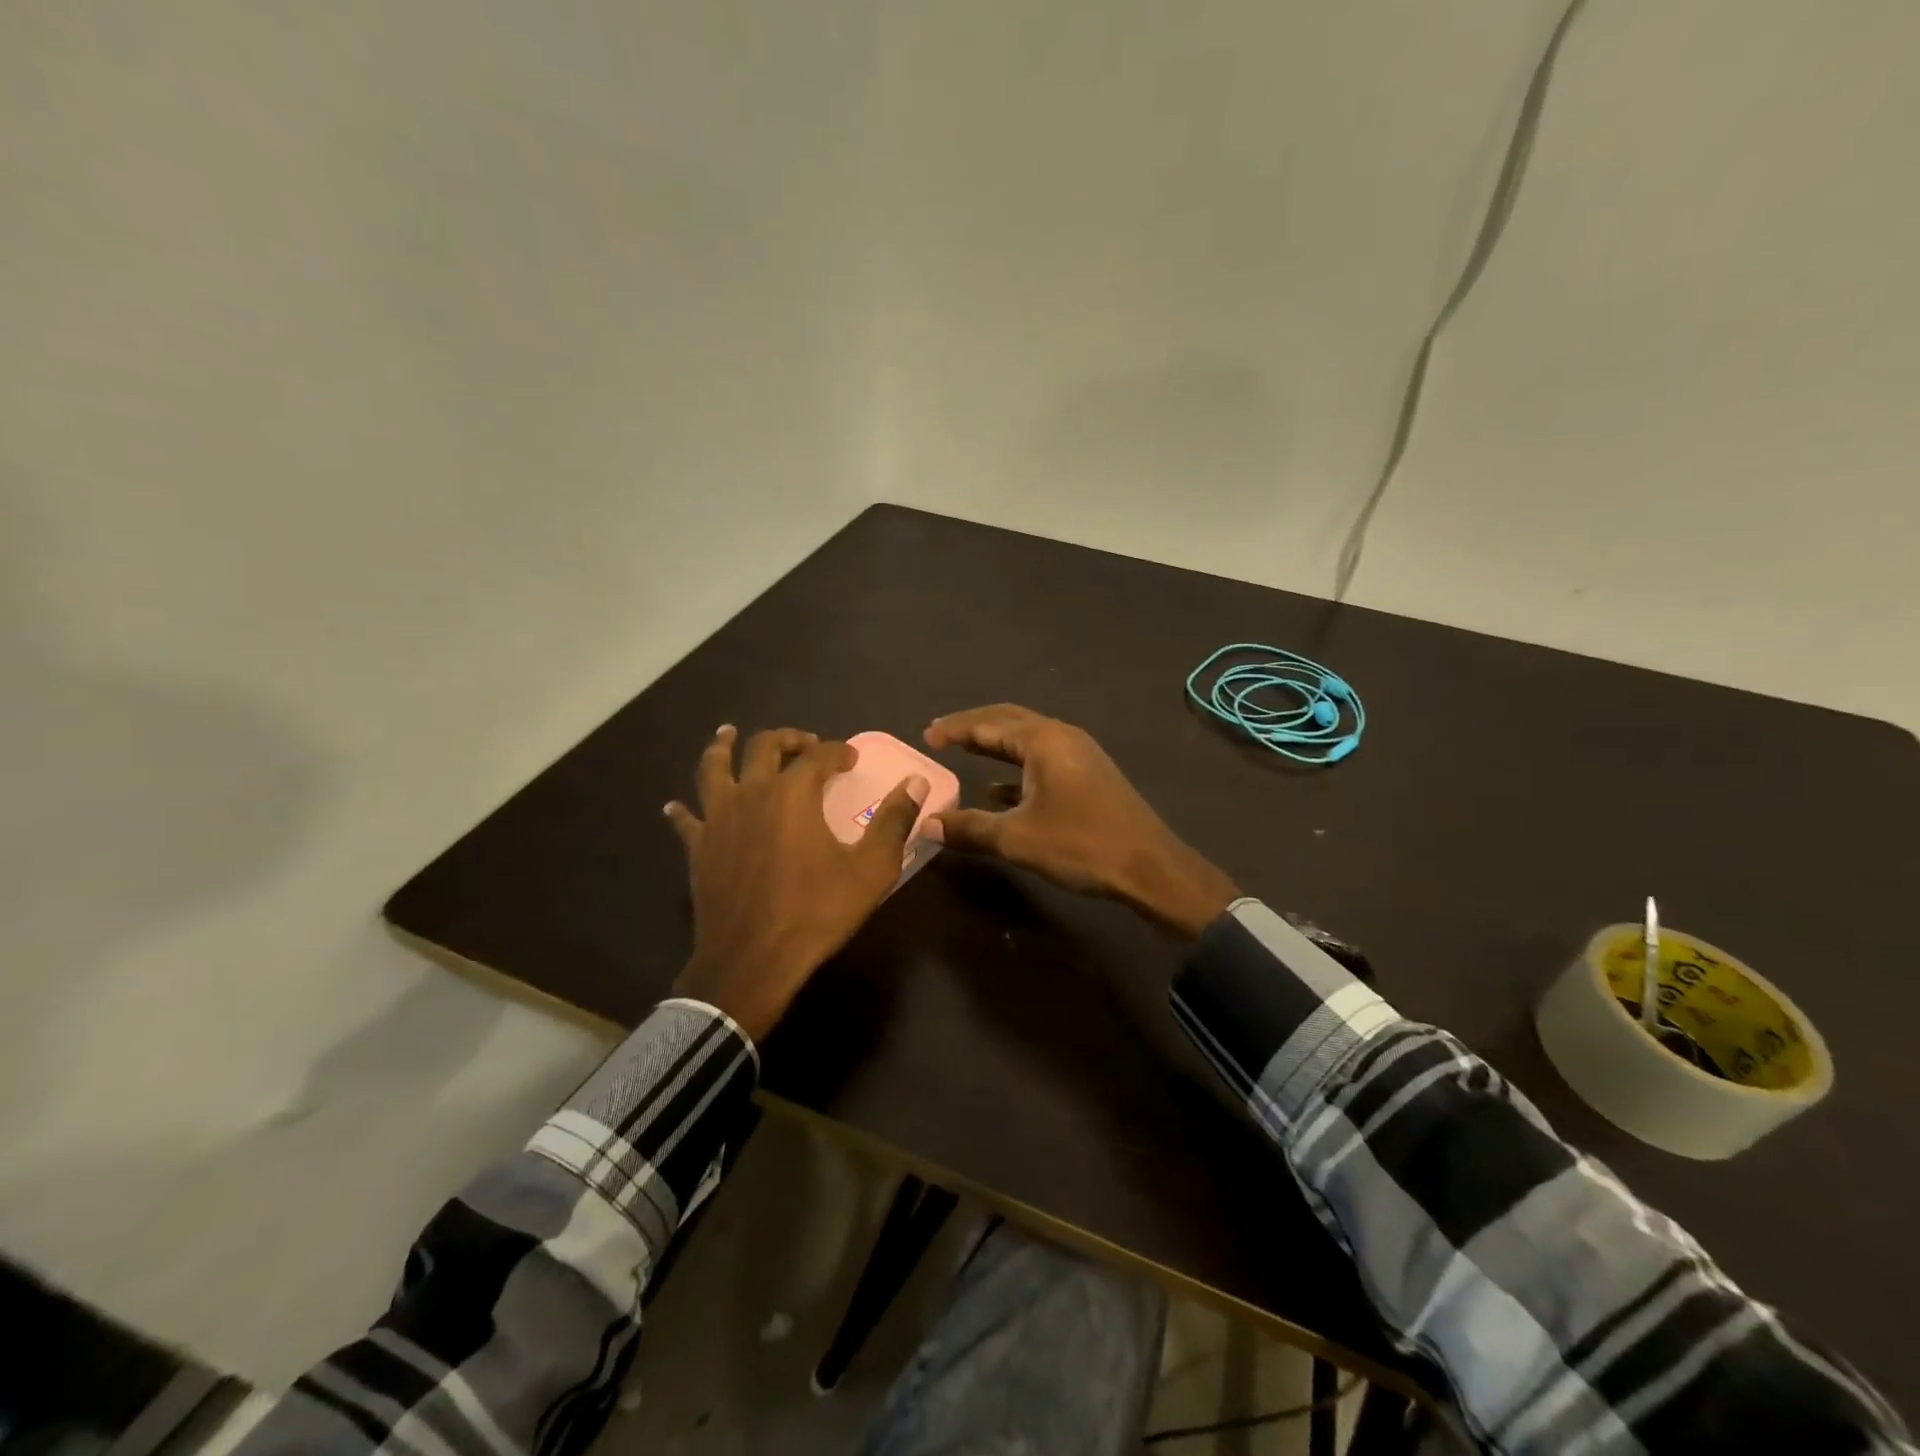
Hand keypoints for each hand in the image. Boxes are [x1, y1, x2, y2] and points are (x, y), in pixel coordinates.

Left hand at [665, 725, 928, 1040]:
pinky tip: (676, 806)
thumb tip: (915, 782)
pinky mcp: (698, 848)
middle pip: (764, 747)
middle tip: (804, 743)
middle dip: (788, 738)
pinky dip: (683, 810)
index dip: (837, 751)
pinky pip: (686, 820)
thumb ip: (894, 821)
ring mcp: (718, 819)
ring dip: (722, 747)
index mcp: (793, 794)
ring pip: (714, 768)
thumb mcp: (871, 869)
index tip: (850, 758)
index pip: (818, 755)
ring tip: (727, 734)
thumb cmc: (816, 912)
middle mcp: (752, 793)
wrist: (753, 960)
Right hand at [923, 705, 1237, 938]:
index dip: (955, 729)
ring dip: (995, 745)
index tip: (926, 737)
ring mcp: (1079, 755)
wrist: (1149, 867)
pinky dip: (1015, 767)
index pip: (988, 724)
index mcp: (1044, 741)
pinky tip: (997, 789)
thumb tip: (927, 824)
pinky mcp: (1088, 775)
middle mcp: (1062, 737)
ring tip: (964, 752)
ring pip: (1027, 740)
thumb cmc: (1081, 845)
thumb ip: (970, 828)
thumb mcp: (1018, 839)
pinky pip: (1042, 760)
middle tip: (940, 736)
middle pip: (1008, 721)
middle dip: (973, 727)